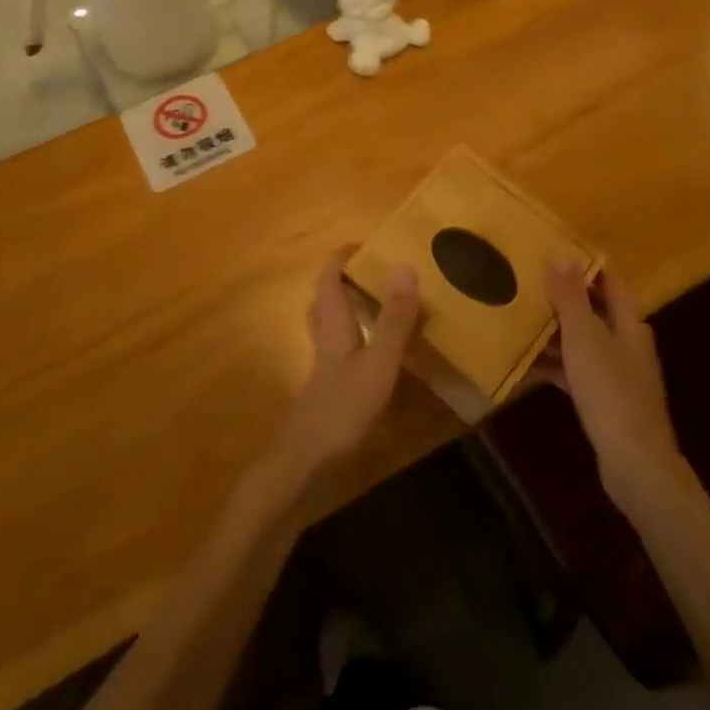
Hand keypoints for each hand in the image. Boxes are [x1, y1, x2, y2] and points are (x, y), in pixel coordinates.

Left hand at [266, 248, 419, 490]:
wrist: (305, 466)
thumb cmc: (342, 410)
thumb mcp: (378, 363)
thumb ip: (393, 319)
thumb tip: (404, 266)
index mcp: (333, 326)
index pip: (328, 280)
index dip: (341, 258)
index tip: (366, 243)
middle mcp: (325, 341)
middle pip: (324, 301)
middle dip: (343, 281)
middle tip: (373, 272)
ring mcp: (325, 369)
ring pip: (330, 327)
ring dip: (348, 309)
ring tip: (378, 304)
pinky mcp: (329, 392)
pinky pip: (341, 352)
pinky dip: (356, 340)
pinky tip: (377, 354)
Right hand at [538, 260, 685, 509]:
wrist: (635, 462)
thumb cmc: (610, 391)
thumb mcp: (585, 338)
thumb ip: (572, 298)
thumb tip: (562, 255)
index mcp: (630, 322)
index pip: (610, 280)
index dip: (586, 264)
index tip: (553, 250)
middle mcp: (628, 342)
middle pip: (595, 309)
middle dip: (564, 296)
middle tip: (527, 282)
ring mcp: (619, 373)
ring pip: (584, 341)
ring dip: (556, 331)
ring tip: (520, 319)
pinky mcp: (607, 399)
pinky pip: (577, 371)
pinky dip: (556, 364)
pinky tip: (528, 365)